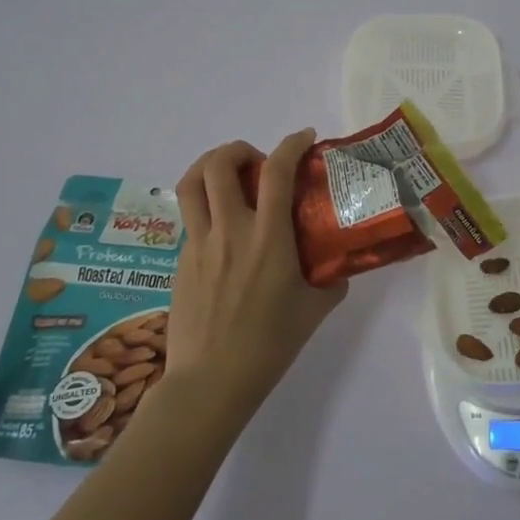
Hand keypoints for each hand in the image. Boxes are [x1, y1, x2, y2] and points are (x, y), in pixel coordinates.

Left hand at [165, 131, 348, 423]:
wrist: (211, 381)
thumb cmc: (270, 345)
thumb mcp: (314, 309)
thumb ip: (330, 279)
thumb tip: (337, 264)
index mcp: (268, 238)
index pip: (276, 172)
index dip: (291, 144)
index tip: (305, 138)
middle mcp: (229, 231)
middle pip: (218, 164)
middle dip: (239, 149)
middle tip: (259, 163)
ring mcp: (199, 244)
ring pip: (190, 183)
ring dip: (210, 166)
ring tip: (230, 176)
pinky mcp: (181, 260)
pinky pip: (190, 217)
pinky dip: (206, 205)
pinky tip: (224, 229)